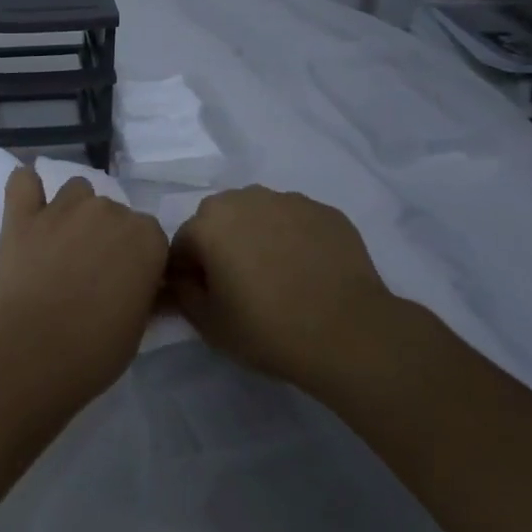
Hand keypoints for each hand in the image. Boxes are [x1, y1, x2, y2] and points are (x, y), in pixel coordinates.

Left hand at [0, 165, 168, 403]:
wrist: (32, 351)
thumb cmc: (95, 350)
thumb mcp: (138, 327)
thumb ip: (142, 293)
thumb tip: (139, 285)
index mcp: (146, 237)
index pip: (150, 236)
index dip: (137, 259)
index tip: (125, 283)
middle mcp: (109, 211)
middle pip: (113, 212)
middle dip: (105, 235)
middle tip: (90, 273)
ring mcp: (63, 208)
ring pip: (76, 191)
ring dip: (73, 211)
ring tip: (60, 245)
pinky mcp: (22, 215)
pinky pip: (23, 181)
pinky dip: (26, 187)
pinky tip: (27, 206)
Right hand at [167, 186, 395, 387]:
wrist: (348, 331)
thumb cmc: (269, 329)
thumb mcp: (208, 324)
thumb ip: (184, 292)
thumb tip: (184, 277)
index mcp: (210, 223)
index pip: (183, 243)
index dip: (189, 272)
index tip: (206, 298)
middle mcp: (245, 199)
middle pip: (220, 220)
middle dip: (222, 245)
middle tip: (241, 285)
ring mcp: (288, 200)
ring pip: (259, 214)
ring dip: (258, 236)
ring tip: (278, 275)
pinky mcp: (324, 210)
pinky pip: (295, 221)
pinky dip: (293, 238)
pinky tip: (308, 270)